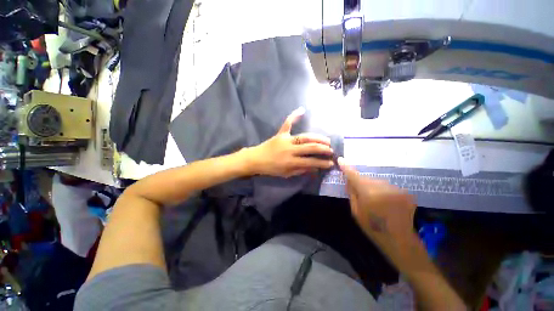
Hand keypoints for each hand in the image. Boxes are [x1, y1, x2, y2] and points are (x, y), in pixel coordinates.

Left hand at [246, 107, 334, 177]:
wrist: (256, 159)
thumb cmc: (271, 168)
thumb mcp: (286, 174)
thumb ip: (300, 170)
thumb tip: (314, 168)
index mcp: (291, 161)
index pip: (310, 162)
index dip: (322, 163)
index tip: (331, 163)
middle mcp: (290, 150)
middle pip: (310, 147)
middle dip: (323, 148)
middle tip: (331, 150)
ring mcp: (285, 140)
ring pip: (304, 136)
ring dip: (317, 137)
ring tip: (326, 140)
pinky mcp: (280, 134)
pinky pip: (287, 123)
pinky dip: (294, 116)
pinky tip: (302, 110)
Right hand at [338, 157, 416, 245]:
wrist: (400, 240)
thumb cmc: (373, 227)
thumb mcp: (356, 212)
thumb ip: (352, 193)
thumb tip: (348, 179)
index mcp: (368, 193)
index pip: (354, 175)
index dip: (346, 167)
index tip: (341, 159)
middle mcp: (383, 188)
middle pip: (366, 178)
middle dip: (361, 181)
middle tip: (360, 191)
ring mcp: (396, 189)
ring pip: (377, 181)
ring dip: (372, 186)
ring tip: (375, 199)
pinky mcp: (404, 192)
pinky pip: (387, 186)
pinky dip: (383, 190)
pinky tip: (385, 201)